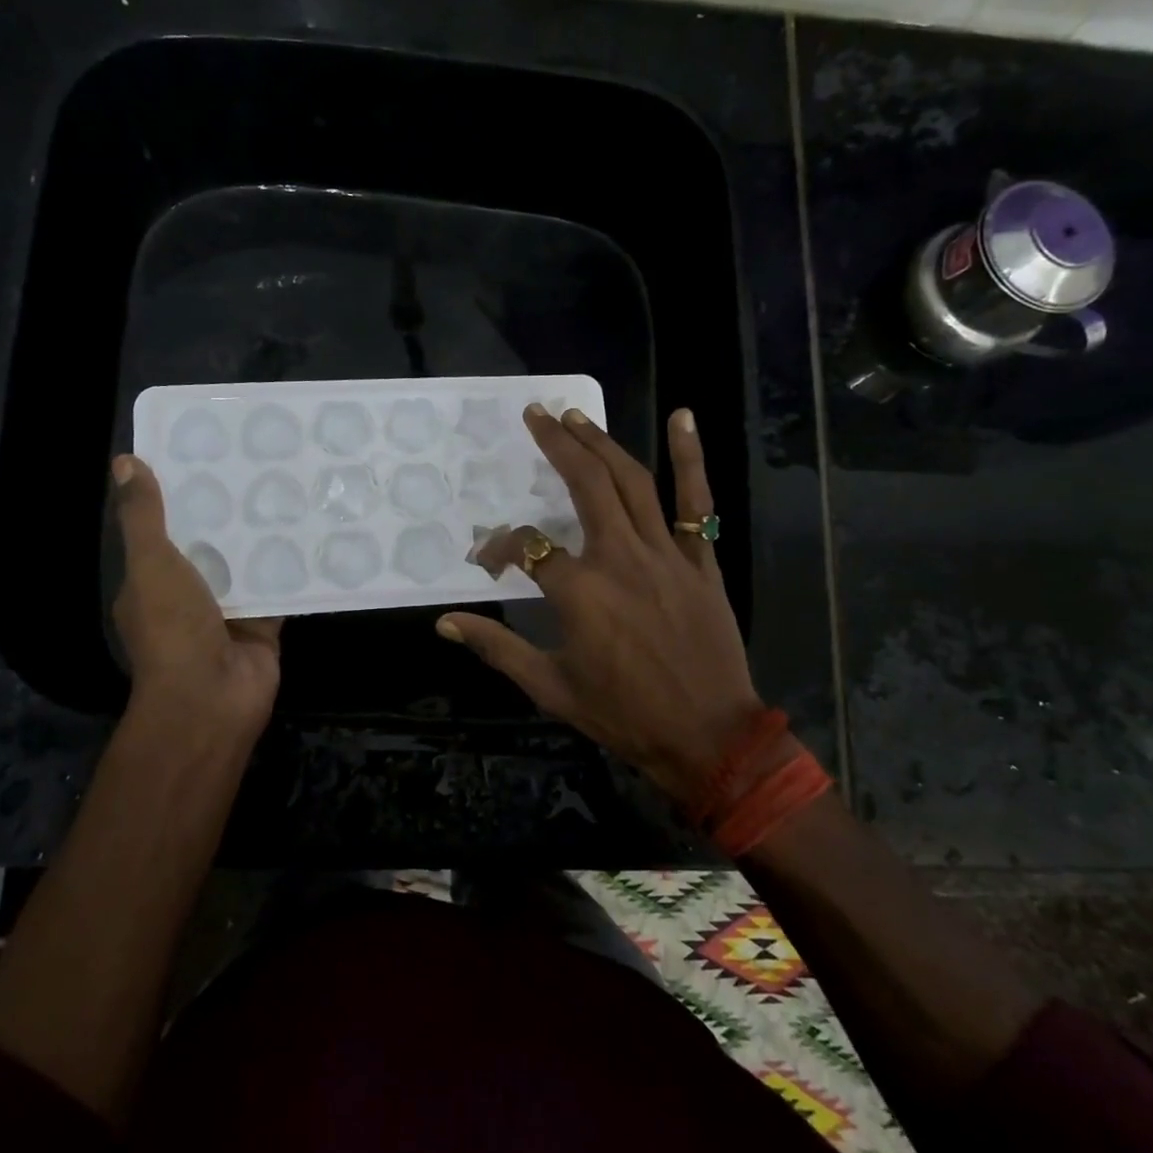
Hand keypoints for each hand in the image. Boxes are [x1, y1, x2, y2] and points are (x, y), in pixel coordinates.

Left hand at [110, 455, 281, 753]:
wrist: (212, 696)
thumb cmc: (172, 627)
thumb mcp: (151, 563)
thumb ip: (144, 517)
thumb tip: (124, 462)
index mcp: (152, 580)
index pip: (164, 528)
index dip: (180, 494)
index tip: (206, 455)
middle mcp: (188, 594)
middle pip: (210, 543)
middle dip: (229, 511)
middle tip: (258, 463)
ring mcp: (227, 610)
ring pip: (246, 563)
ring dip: (262, 535)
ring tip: (288, 486)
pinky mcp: (263, 622)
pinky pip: (278, 587)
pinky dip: (292, 566)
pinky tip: (311, 531)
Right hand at [436, 407, 763, 805]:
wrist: (707, 737)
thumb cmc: (624, 715)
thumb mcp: (550, 687)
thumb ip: (497, 647)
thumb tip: (445, 622)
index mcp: (579, 592)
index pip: (526, 547)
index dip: (499, 547)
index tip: (488, 559)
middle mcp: (620, 558)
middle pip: (584, 484)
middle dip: (556, 445)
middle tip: (536, 415)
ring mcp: (666, 553)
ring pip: (632, 482)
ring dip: (602, 443)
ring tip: (577, 416)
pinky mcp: (701, 559)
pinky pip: (697, 502)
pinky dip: (691, 457)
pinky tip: (682, 417)